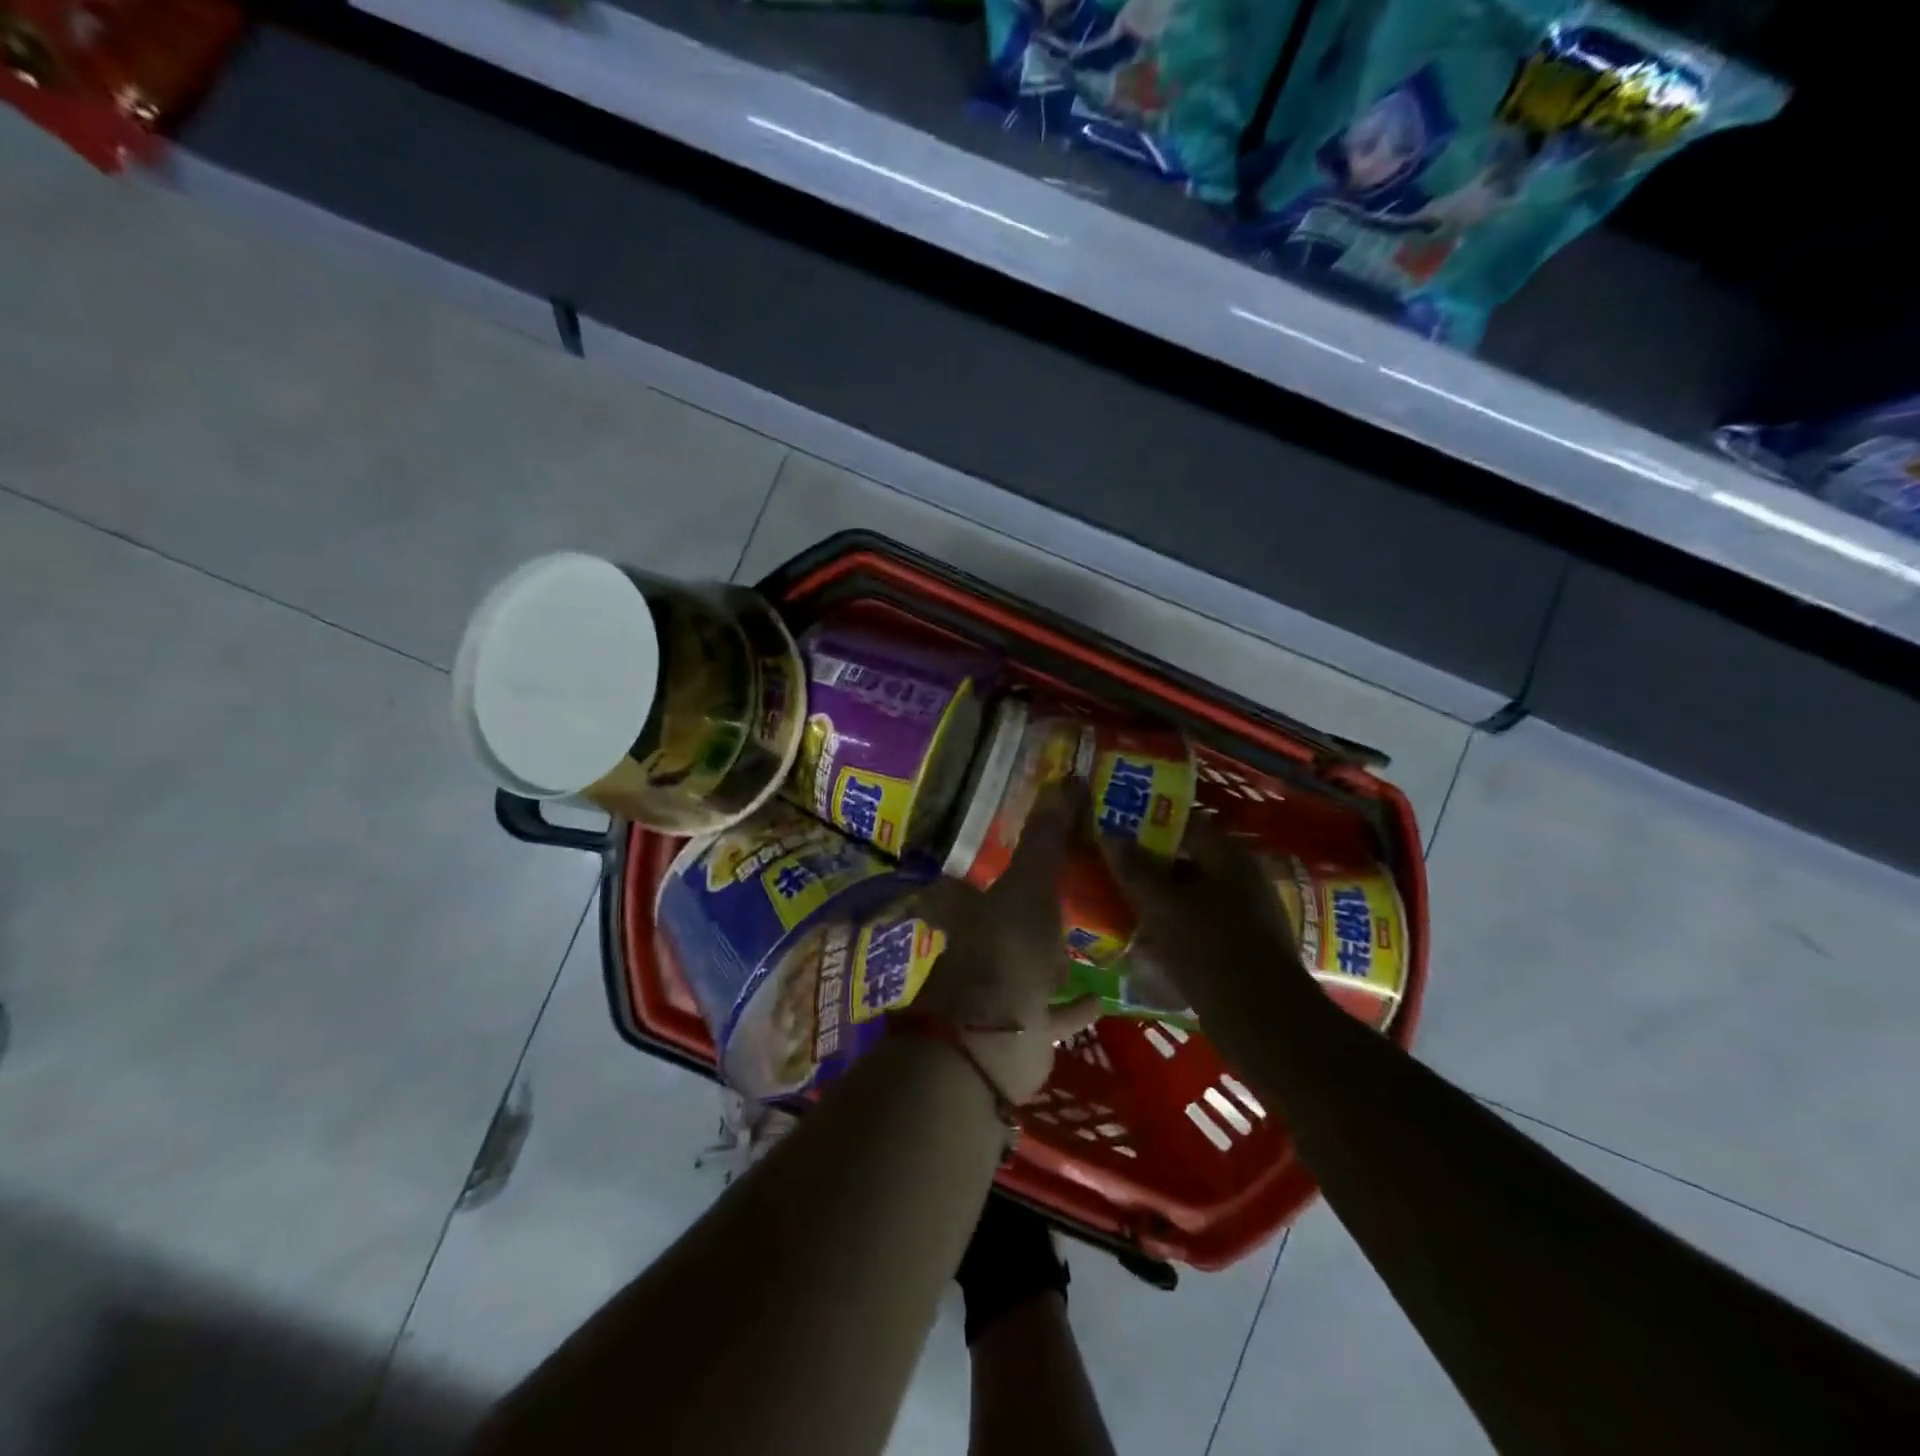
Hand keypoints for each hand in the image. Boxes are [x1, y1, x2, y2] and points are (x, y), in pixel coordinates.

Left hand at [911, 784, 1101, 1103]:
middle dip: (1033, 906)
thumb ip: (1046, 836)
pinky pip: (1059, 1011)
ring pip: (1034, 965)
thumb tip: (1066, 777)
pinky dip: (1078, 1004)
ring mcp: (1003, 990)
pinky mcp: (1027, 1028)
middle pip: (1008, 920)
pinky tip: (1105, 993)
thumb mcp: (1029, 883)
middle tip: (1071, 886)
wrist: (995, 1041)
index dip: (993, 861)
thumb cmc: (1007, 949)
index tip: (1022, 847)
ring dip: (1057, 954)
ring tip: (1094, 932)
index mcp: (972, 910)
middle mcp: (982, 947)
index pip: (975, 876)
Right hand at [1100, 816, 1308, 1023]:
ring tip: (1117, 902)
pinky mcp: (1238, 948)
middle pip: (1186, 858)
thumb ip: (1134, 869)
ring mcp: (1242, 915)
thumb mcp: (1162, 906)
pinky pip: (1196, 925)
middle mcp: (1239, 879)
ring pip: (1189, 894)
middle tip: (1109, 864)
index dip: (1149, 819)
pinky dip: (1170, 926)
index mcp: (1228, 858)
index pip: (1185, 821)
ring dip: (1156, 897)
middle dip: (1148, 861)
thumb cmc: (1210, 950)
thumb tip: (1109, 833)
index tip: (1115, 824)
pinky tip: (1142, 941)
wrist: (1263, 1023)